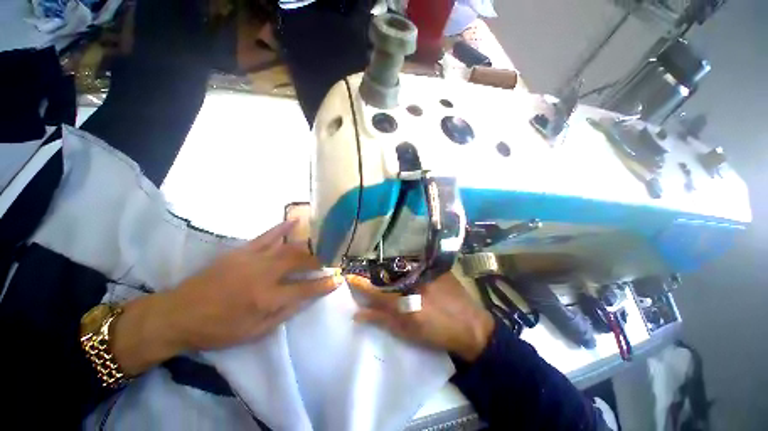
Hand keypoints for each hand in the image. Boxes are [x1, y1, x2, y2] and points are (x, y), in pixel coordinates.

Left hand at [112, 220, 339, 375]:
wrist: (179, 314)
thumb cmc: (218, 329)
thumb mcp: (254, 332)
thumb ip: (284, 314)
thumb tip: (307, 298)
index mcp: (267, 298)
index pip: (306, 288)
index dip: (325, 284)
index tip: (338, 278)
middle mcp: (264, 275)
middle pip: (300, 261)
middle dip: (319, 260)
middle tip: (330, 260)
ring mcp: (253, 259)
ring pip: (288, 247)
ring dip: (307, 246)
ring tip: (320, 246)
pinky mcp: (242, 251)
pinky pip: (267, 236)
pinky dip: (282, 228)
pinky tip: (295, 221)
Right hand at [349, 272, 494, 361]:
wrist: (472, 326)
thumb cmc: (438, 333)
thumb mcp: (408, 332)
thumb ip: (382, 320)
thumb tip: (357, 314)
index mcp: (406, 302)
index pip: (376, 291)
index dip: (360, 284)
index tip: (348, 277)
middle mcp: (414, 282)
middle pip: (387, 275)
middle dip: (376, 274)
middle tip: (367, 274)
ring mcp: (427, 271)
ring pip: (401, 267)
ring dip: (391, 270)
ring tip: (385, 271)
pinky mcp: (436, 267)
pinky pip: (415, 264)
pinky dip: (407, 267)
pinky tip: (407, 270)